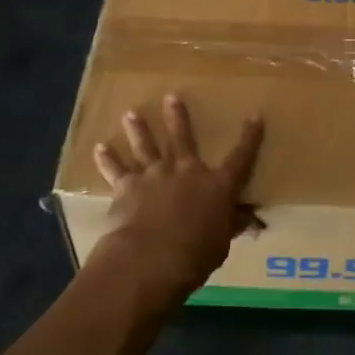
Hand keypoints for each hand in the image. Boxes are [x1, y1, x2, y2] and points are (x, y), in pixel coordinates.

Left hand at [88, 94, 263, 308]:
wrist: (151, 257)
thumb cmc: (196, 254)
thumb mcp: (222, 243)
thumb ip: (232, 225)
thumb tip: (251, 219)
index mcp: (216, 185)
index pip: (240, 157)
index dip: (249, 136)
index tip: (255, 115)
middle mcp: (186, 171)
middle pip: (183, 138)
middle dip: (177, 117)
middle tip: (170, 96)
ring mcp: (155, 175)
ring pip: (146, 146)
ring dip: (139, 129)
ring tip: (131, 113)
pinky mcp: (128, 187)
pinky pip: (116, 170)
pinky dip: (107, 159)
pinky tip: (100, 148)